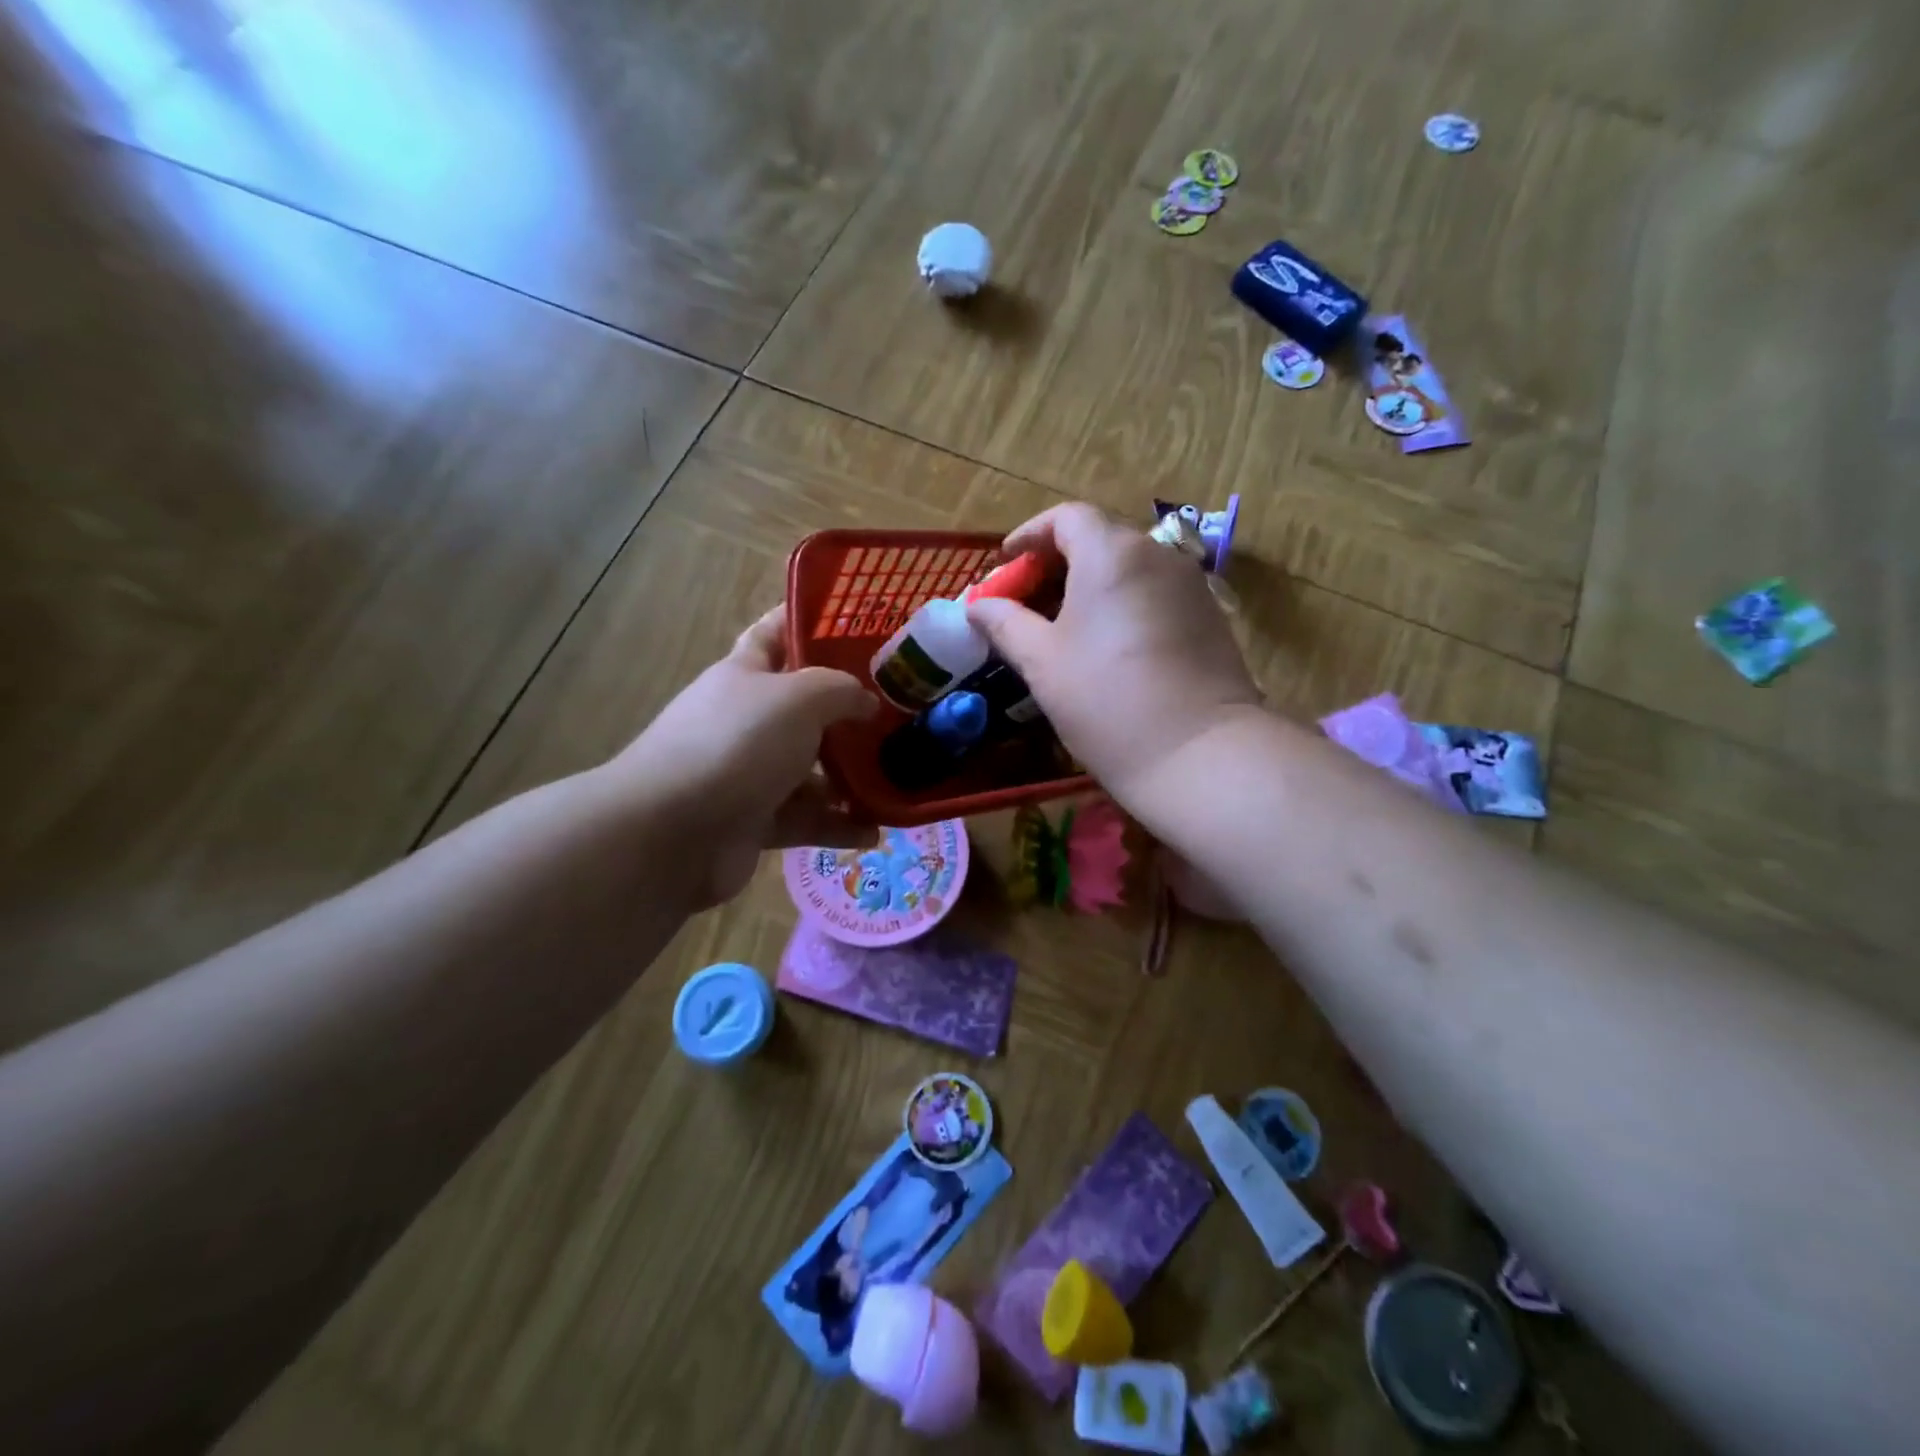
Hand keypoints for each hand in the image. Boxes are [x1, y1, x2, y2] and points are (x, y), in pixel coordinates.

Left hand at [608, 606, 877, 906]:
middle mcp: (746, 721)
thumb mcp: (799, 698)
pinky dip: (838, 825)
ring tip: (896, 778)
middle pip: (802, 709)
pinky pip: (806, 819)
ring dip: (849, 777)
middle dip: (847, 710)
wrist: (672, 832)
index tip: (854, 621)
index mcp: (744, 676)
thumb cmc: (737, 744)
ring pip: (810, 770)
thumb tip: (867, 702)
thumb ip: (841, 690)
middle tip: (899, 710)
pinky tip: (876, 831)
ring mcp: (750, 774)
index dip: (806, 622)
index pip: (774, 634)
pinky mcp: (755, 822)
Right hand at [965, 502, 1261, 812]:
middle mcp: (1157, 555)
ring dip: (1091, 585)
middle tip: (1027, 601)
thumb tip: (977, 605)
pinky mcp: (1210, 617)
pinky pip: (1155, 593)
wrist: (1198, 753)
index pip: (1066, 518)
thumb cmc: (1106, 700)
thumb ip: (1005, 623)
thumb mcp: (1042, 662)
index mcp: (1111, 554)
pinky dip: (1123, 603)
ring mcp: (1190, 585)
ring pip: (1129, 568)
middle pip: (1099, 539)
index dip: (1030, 535)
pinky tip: (1108, 645)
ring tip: (1063, 626)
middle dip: (1056, 563)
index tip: (1006, 563)